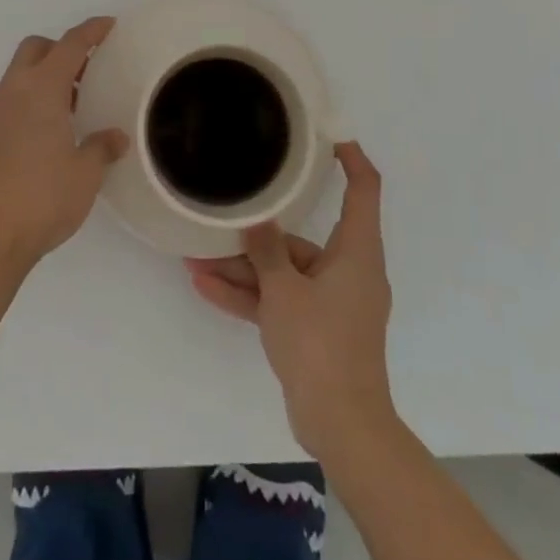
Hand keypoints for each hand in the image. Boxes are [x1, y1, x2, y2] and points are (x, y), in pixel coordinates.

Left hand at [0, 17, 127, 270]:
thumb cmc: (44, 196)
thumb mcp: (86, 172)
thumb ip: (101, 147)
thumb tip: (115, 137)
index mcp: (41, 89)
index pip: (69, 45)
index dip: (91, 31)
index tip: (109, 25)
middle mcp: (15, 90)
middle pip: (37, 48)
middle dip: (63, 48)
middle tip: (90, 68)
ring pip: (22, 72)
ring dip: (47, 73)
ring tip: (77, 100)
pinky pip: (14, 95)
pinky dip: (35, 94)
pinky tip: (54, 125)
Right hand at [185, 141, 395, 461]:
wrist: (341, 425)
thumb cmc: (320, 344)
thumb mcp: (284, 290)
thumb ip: (266, 251)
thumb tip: (256, 219)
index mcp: (356, 251)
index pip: (364, 189)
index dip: (351, 157)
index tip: (328, 134)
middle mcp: (348, 270)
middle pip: (303, 239)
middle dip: (259, 235)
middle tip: (224, 216)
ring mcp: (331, 303)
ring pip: (284, 273)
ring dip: (243, 270)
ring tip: (196, 260)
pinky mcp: (315, 330)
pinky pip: (280, 302)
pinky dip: (250, 297)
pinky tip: (205, 288)